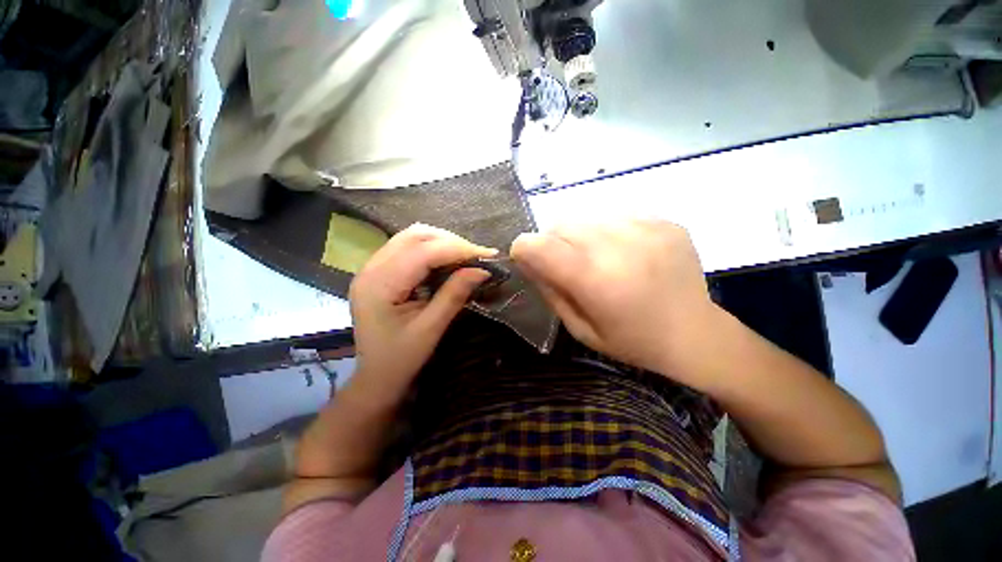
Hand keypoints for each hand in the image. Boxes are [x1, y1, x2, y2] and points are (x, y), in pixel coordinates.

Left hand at [349, 224, 495, 397]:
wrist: (375, 377)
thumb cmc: (401, 359)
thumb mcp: (431, 328)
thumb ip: (454, 294)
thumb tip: (482, 270)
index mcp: (379, 285)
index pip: (423, 252)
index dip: (458, 249)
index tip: (487, 255)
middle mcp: (371, 268)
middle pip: (415, 236)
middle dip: (451, 241)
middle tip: (477, 256)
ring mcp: (372, 267)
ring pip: (411, 237)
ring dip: (442, 242)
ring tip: (466, 256)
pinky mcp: (379, 271)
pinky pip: (408, 247)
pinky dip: (432, 249)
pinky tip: (447, 260)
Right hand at [511, 219, 717, 383]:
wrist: (695, 334)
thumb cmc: (632, 341)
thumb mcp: (580, 328)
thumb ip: (550, 290)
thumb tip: (527, 259)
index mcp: (595, 279)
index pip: (538, 245)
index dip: (523, 249)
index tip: (527, 260)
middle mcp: (618, 246)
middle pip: (560, 225)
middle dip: (552, 244)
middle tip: (568, 266)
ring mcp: (645, 228)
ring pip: (585, 217)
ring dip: (580, 237)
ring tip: (599, 260)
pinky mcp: (663, 221)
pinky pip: (615, 216)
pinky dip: (608, 232)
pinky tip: (625, 254)